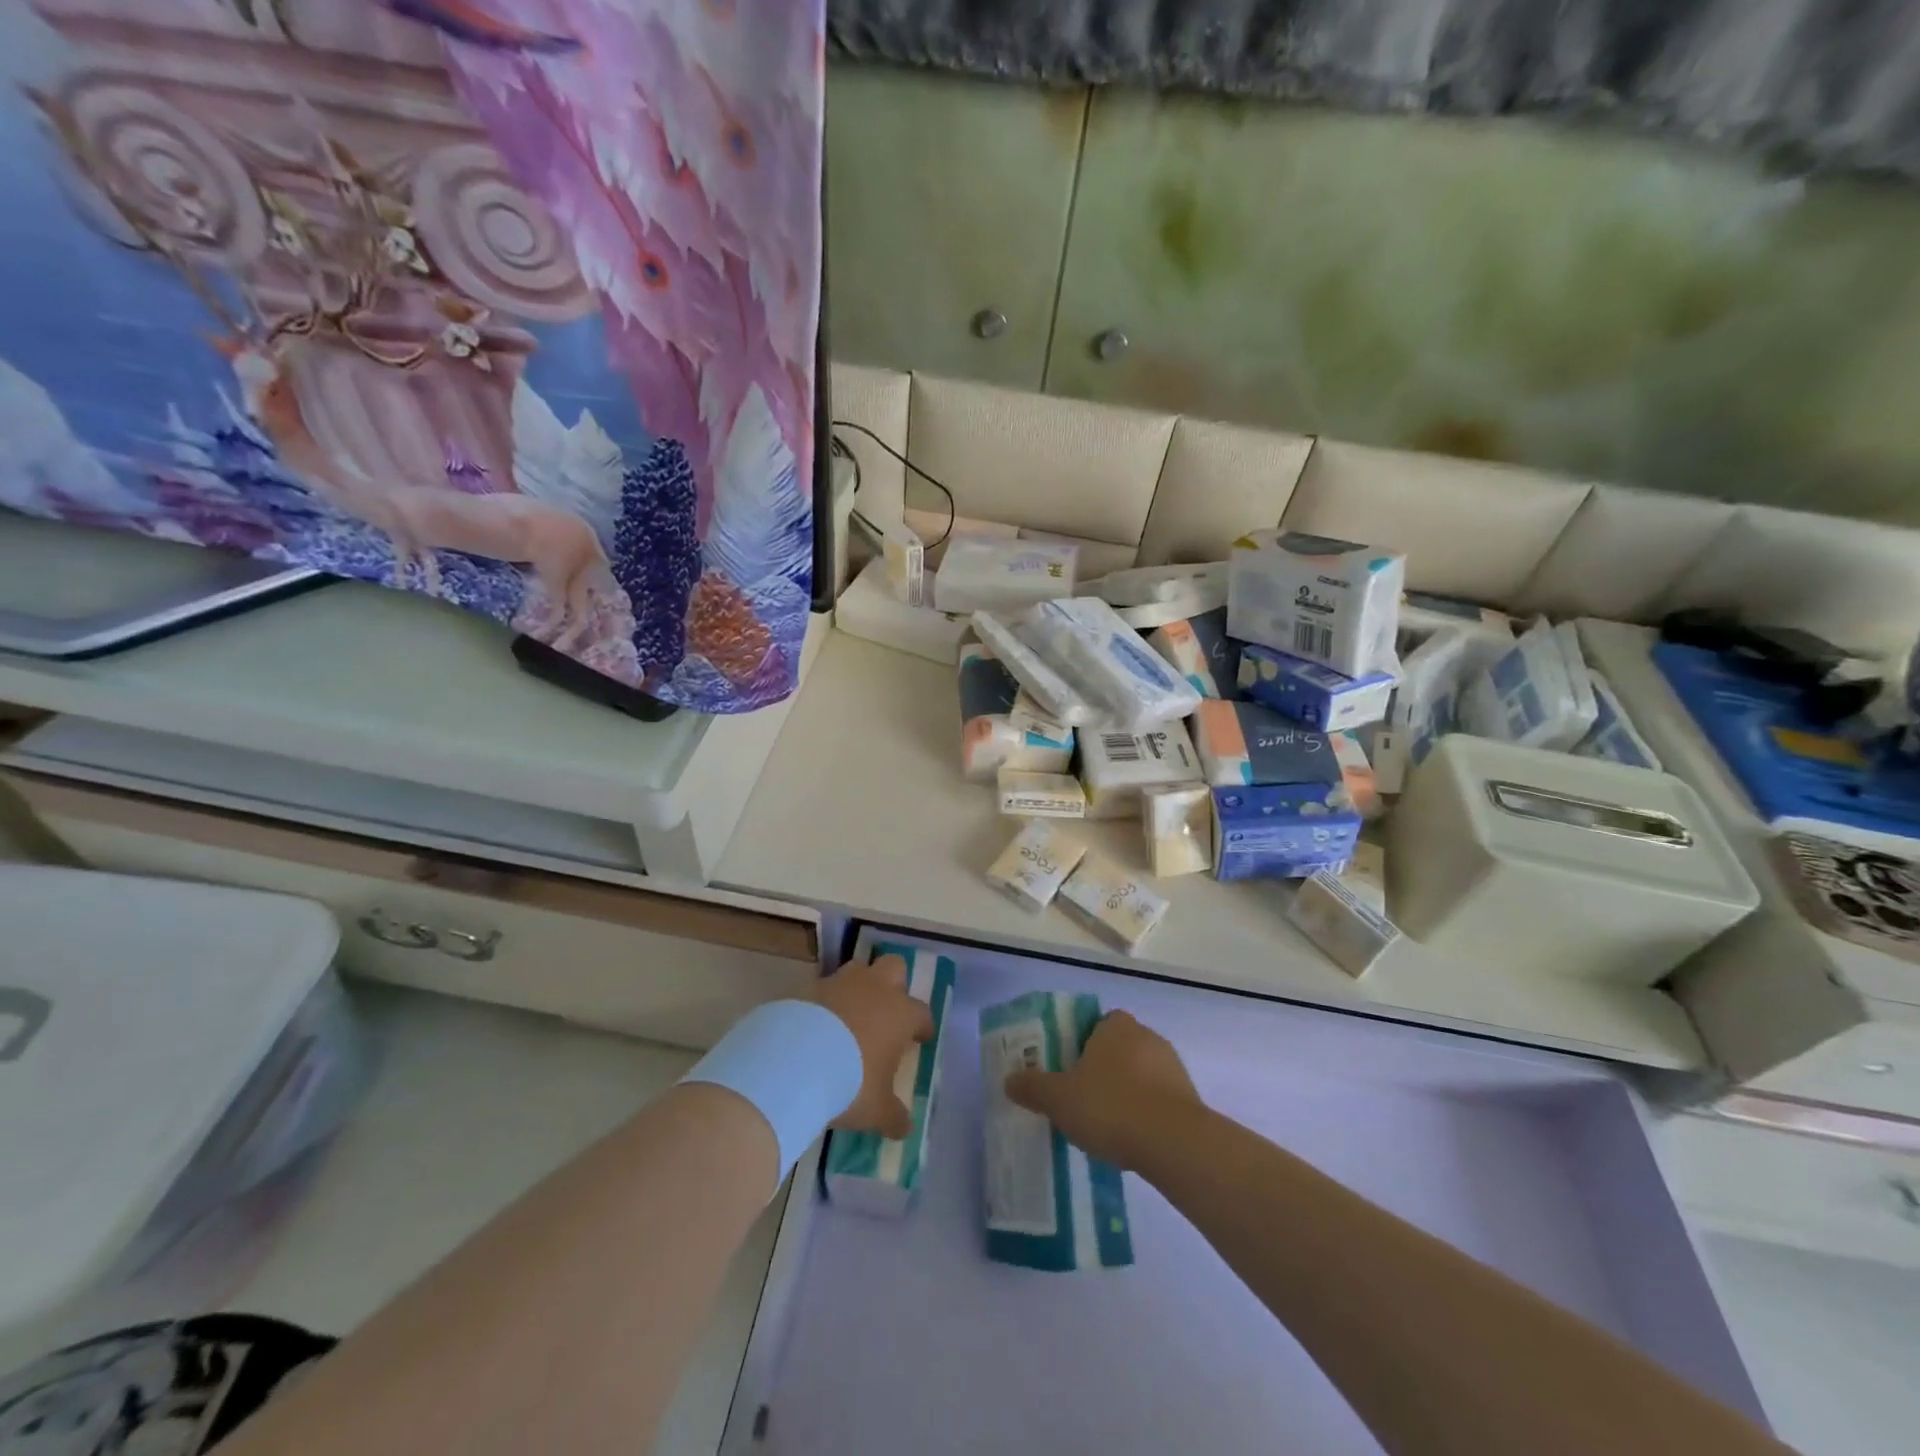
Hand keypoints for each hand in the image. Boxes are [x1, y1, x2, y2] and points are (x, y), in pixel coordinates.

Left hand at [814, 954, 934, 1138]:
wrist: (794, 1062)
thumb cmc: (850, 1083)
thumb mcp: (876, 1109)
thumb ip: (893, 1116)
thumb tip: (904, 1127)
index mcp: (900, 1013)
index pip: (921, 1012)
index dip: (922, 1025)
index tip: (920, 1038)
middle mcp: (874, 989)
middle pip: (894, 967)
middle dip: (894, 984)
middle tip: (887, 1010)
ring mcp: (840, 983)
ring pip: (857, 969)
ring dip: (858, 987)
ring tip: (849, 1014)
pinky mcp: (808, 986)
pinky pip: (823, 987)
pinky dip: (824, 1001)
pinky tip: (816, 1024)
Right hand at [1005, 1010, 1200, 1170]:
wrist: (1173, 1142)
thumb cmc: (1110, 1106)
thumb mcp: (1059, 1099)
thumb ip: (1033, 1087)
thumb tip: (1009, 1080)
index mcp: (1116, 1026)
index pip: (1097, 1023)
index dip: (1082, 1043)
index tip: (1070, 1069)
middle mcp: (1146, 1036)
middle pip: (1118, 1048)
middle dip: (1103, 1070)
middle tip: (1083, 1098)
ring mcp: (1172, 1066)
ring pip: (1140, 1074)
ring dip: (1126, 1092)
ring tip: (1107, 1125)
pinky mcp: (1189, 1097)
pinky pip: (1159, 1099)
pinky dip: (1146, 1113)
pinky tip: (1132, 1139)